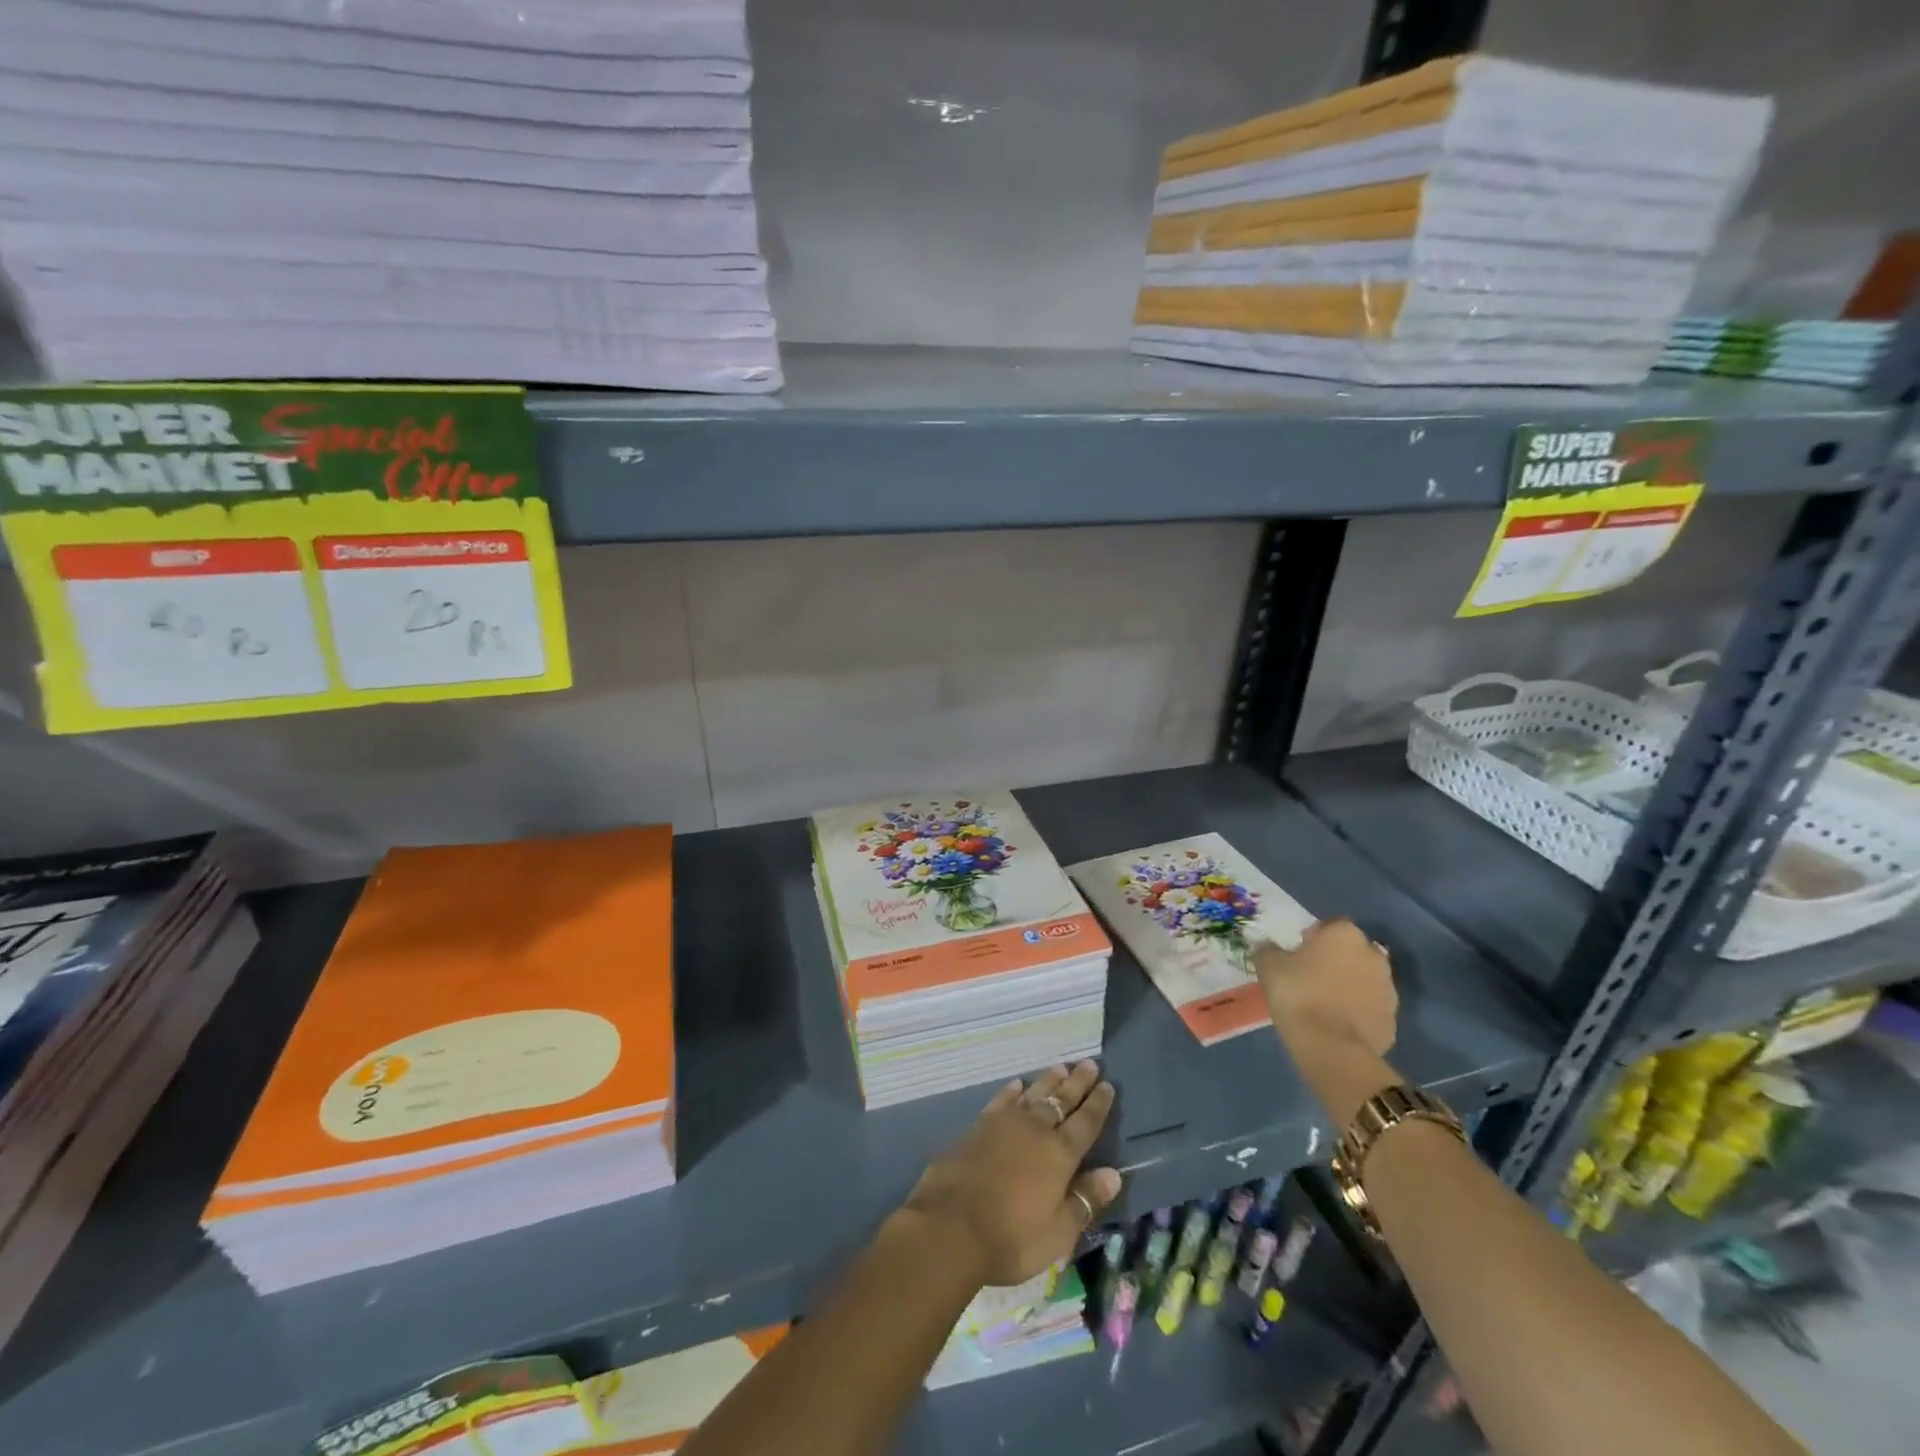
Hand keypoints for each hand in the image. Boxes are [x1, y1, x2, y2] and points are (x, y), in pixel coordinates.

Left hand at [902, 1062, 1121, 1286]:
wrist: (950, 1226)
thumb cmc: (1010, 1238)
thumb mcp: (1058, 1233)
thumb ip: (1084, 1200)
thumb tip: (1113, 1174)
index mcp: (1059, 1155)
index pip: (1086, 1123)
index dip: (1098, 1104)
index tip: (1108, 1085)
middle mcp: (1035, 1130)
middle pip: (1061, 1101)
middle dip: (1077, 1082)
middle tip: (1090, 1063)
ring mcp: (1004, 1124)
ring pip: (1033, 1094)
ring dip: (1049, 1080)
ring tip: (1061, 1066)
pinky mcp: (978, 1126)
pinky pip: (1001, 1100)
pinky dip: (1012, 1091)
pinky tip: (1017, 1084)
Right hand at [1254, 919, 1397, 1056]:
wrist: (1331, 1047)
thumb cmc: (1298, 994)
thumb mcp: (1269, 966)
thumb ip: (1268, 949)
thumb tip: (1266, 944)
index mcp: (1344, 934)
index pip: (1330, 926)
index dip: (1314, 937)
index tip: (1298, 953)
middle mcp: (1372, 955)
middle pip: (1351, 951)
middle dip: (1335, 959)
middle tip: (1310, 976)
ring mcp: (1388, 989)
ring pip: (1364, 979)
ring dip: (1349, 985)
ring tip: (1323, 1002)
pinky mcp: (1392, 1020)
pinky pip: (1370, 1007)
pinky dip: (1357, 1011)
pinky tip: (1336, 1023)